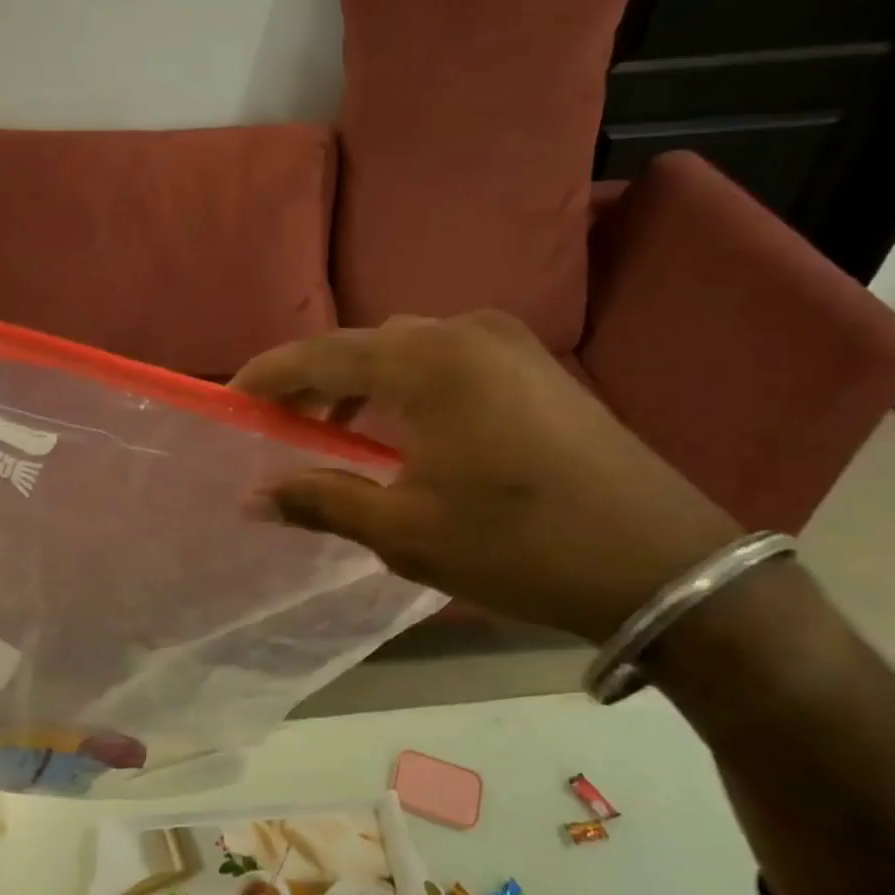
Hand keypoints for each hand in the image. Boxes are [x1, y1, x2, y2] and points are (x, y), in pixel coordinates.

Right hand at [231, 312, 741, 640]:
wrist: (662, 563)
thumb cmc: (519, 546)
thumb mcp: (406, 531)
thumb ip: (323, 500)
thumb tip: (255, 496)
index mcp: (428, 361)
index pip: (322, 353)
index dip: (270, 375)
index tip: (231, 397)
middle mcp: (465, 331)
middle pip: (364, 344)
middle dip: (315, 380)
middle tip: (280, 423)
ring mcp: (509, 343)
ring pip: (408, 349)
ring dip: (363, 383)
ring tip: (335, 429)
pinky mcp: (537, 366)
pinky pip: (448, 361)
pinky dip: (409, 386)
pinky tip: (404, 429)